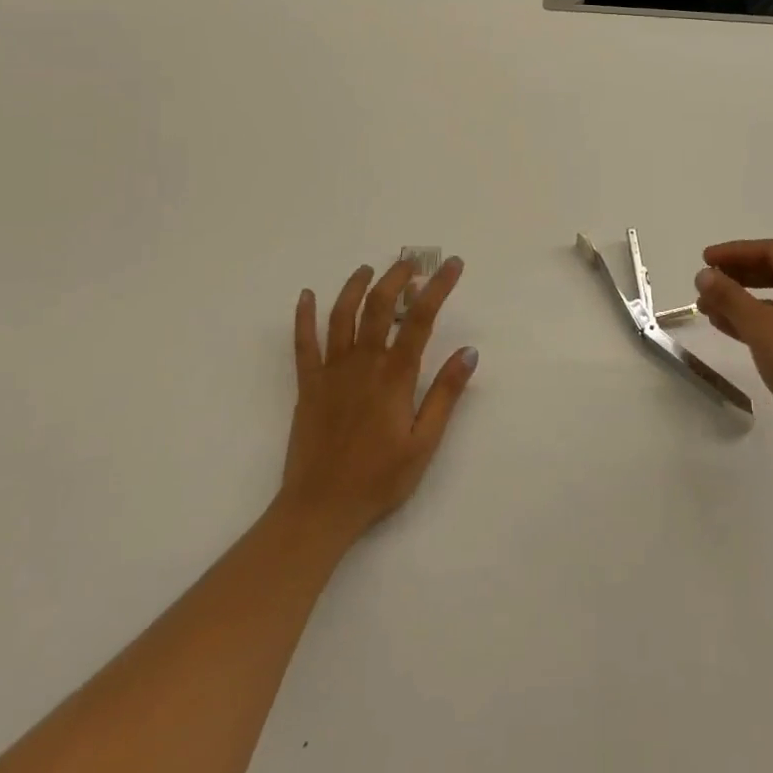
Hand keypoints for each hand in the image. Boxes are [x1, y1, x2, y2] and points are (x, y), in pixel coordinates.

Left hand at [276, 257, 478, 546]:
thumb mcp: (424, 442)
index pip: (421, 319)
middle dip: (397, 277)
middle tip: (412, 262)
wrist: (320, 510)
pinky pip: (304, 343)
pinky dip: (304, 316)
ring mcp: (331, 371)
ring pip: (342, 315)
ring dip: (356, 286)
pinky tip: (307, 295)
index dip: (439, 286)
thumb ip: (445, 394)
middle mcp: (363, 363)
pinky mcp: (308, 385)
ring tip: (369, 269)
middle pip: (378, 305)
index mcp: (394, 376)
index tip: (453, 264)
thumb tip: (469, 351)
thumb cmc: (379, 479)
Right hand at [695, 239, 772, 456]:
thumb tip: (704, 274)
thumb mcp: (759, 325)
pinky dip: (756, 321)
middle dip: (737, 277)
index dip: (735, 252)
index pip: (772, 251)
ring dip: (742, 301)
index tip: (705, 260)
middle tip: (706, 282)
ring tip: (707, 307)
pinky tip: (726, 327)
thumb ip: (729, 295)